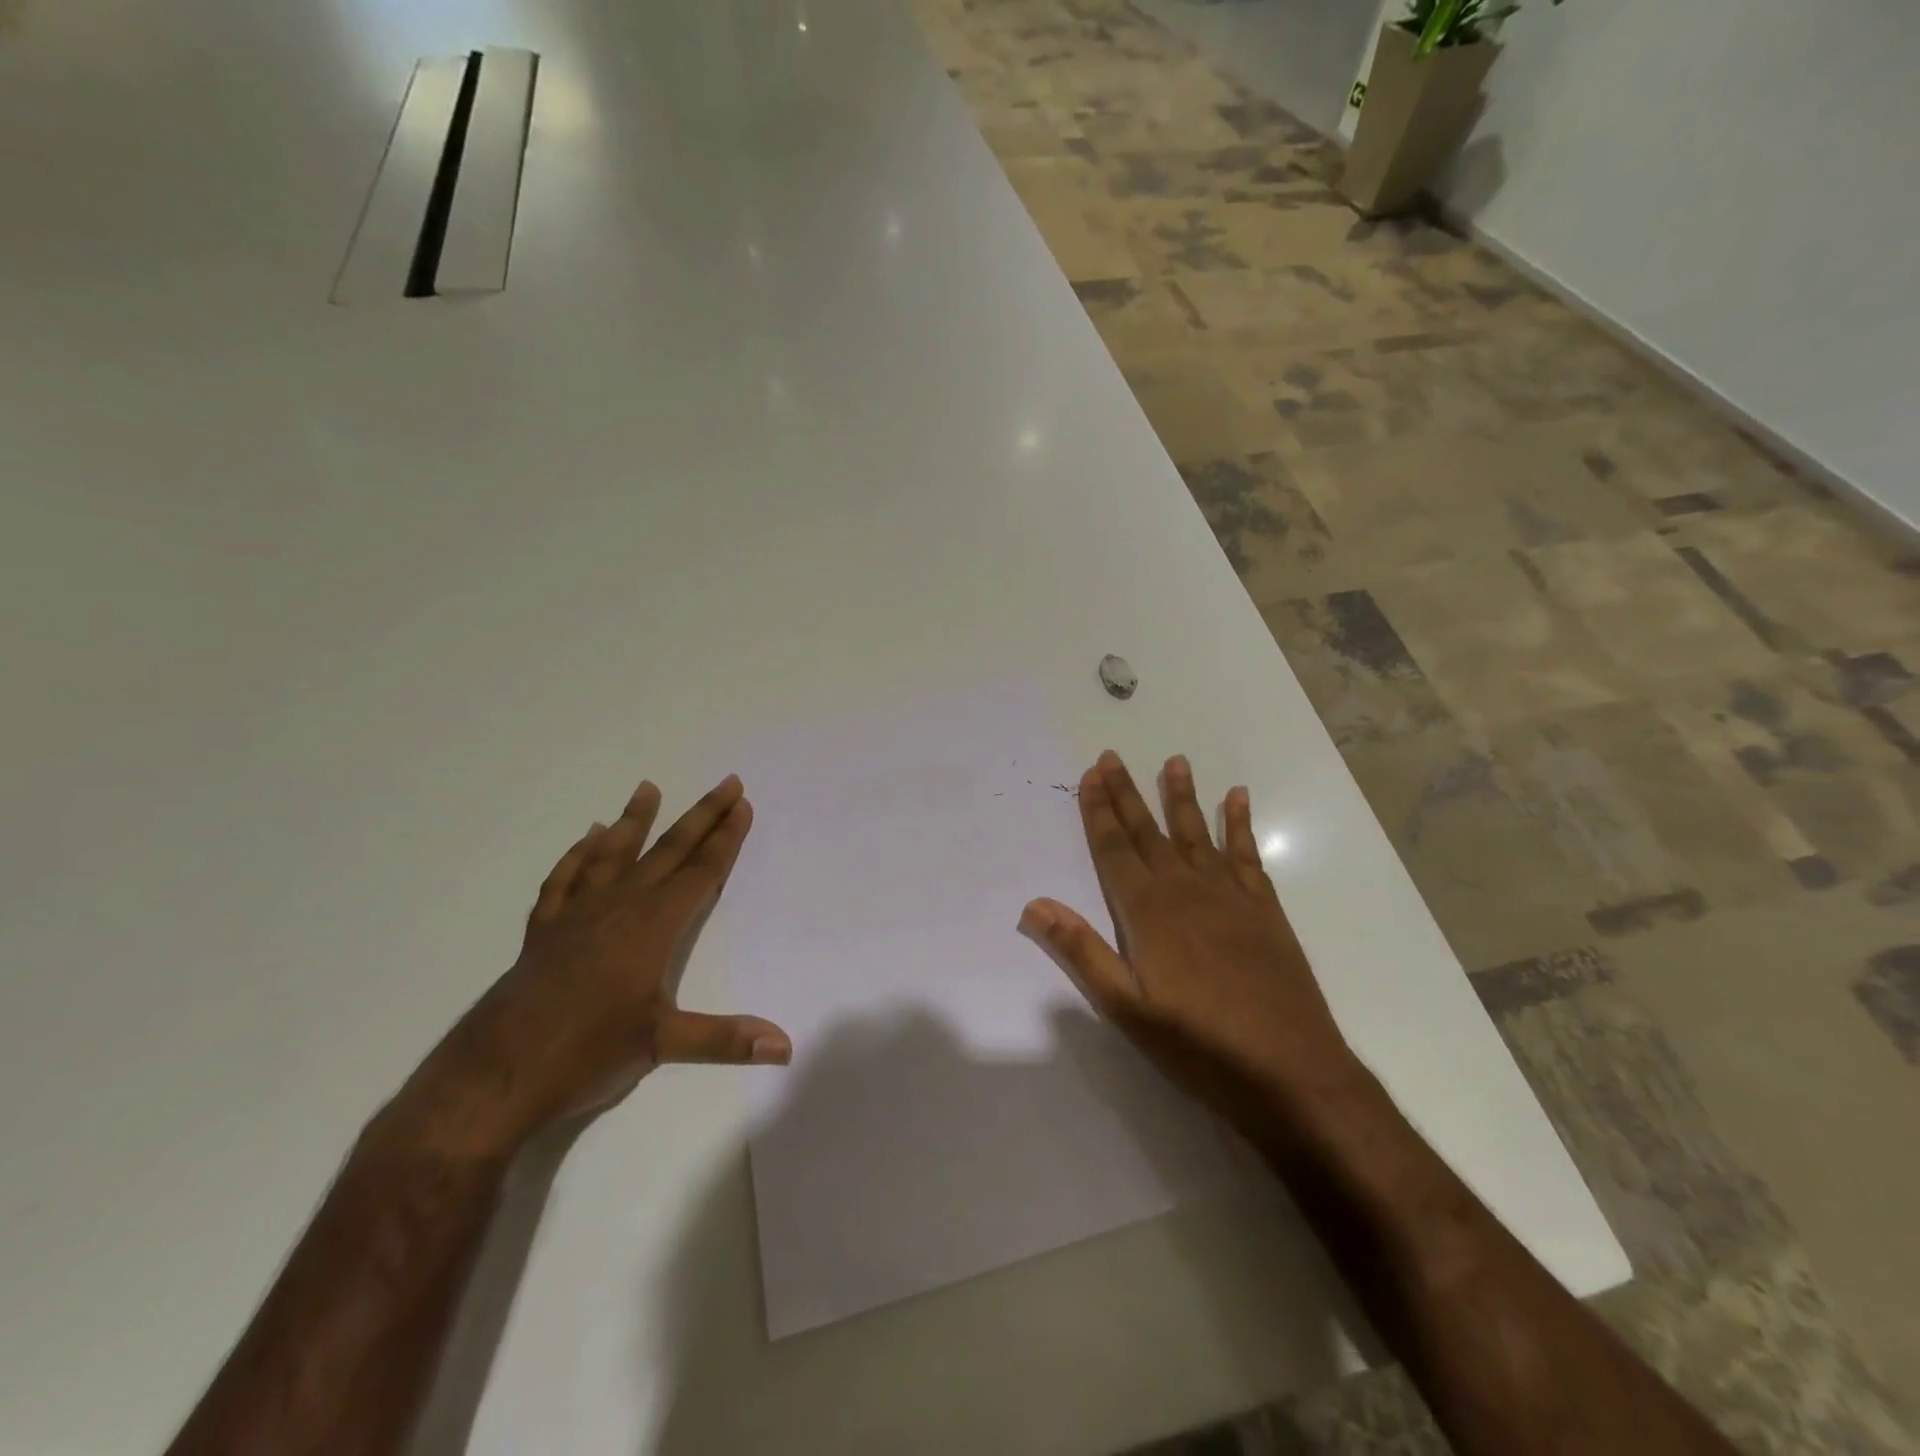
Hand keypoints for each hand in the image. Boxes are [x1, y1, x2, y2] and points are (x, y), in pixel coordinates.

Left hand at [398, 775, 790, 1155]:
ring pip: (612, 855)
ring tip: (647, 788)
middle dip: (701, 816)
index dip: (725, 839)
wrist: (493, 1078)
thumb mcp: (662, 1046)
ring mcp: (576, 916)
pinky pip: (564, 881)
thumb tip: (785, 1045)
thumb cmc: (585, 1055)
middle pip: (667, 852)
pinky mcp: (544, 932)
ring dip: (634, 821)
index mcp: (651, 927)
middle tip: (725, 782)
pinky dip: (577, 856)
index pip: (700, 873)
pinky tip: (586, 840)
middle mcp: (618, 908)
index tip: (741, 805)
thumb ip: (725, 1039)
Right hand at [1018, 751, 1362, 1136]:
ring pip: (1196, 833)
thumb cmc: (1198, 1044)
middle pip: (1149, 832)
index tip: (1091, 775)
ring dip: (1182, 796)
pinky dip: (1240, 823)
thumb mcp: (1127, 1008)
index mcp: (1148, 912)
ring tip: (1174, 761)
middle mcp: (1186, 890)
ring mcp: (1229, 895)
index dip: (1099, 811)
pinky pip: (1246, 853)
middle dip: (1127, 794)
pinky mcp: (1264, 908)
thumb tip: (1034, 905)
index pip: (1114, 849)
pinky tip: (1238, 798)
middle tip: (1112, 757)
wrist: (1290, 1071)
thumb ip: (1082, 951)